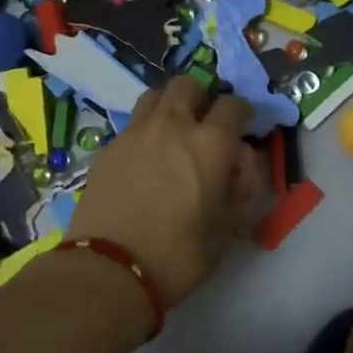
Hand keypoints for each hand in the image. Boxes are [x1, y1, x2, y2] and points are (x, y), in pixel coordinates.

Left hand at [64, 77, 263, 306]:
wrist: (110, 267)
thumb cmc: (177, 255)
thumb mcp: (226, 230)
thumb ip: (238, 191)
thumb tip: (236, 171)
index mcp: (211, 144)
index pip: (235, 106)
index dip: (243, 115)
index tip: (242, 131)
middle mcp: (173, 125)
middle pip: (189, 85)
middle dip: (202, 98)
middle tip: (204, 125)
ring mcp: (136, 132)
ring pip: (155, 95)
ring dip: (169, 106)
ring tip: (171, 133)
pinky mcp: (108, 146)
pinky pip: (131, 123)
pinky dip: (143, 131)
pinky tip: (143, 159)